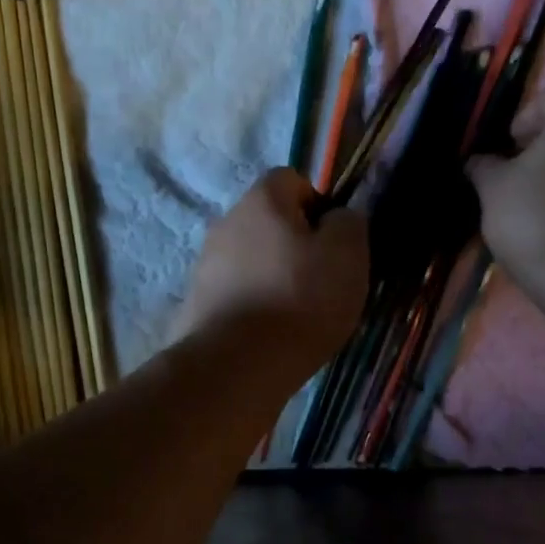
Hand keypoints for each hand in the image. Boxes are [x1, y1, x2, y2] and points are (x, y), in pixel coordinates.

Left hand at [172, 169, 368, 367]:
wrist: (237, 364)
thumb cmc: (300, 300)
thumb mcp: (347, 255)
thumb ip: (348, 224)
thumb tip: (337, 218)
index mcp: (261, 200)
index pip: (291, 179)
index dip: (317, 204)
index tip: (332, 242)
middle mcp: (225, 222)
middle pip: (267, 221)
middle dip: (293, 244)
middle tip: (319, 280)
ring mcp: (204, 264)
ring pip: (249, 258)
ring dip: (271, 276)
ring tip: (294, 314)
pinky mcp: (195, 302)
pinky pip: (233, 293)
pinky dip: (252, 305)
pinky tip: (268, 334)